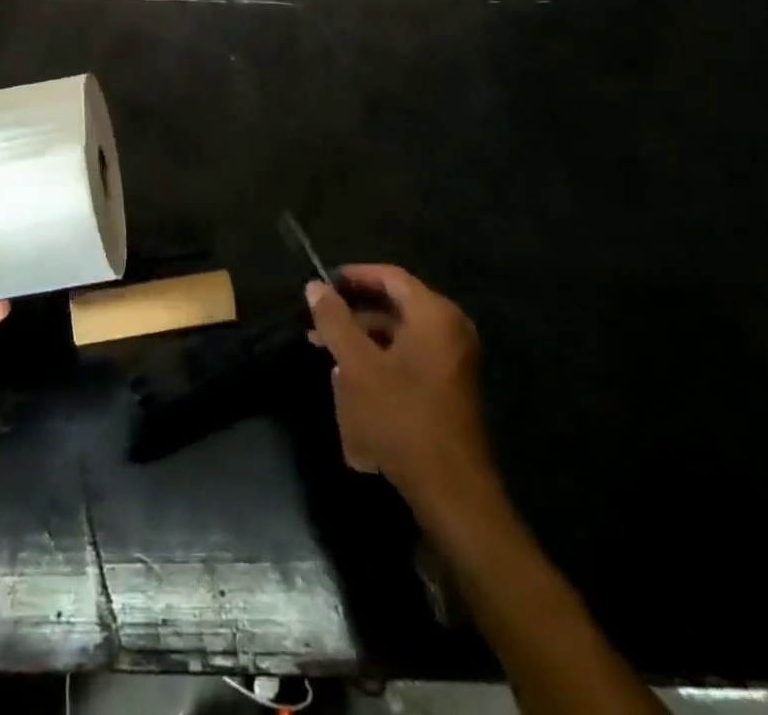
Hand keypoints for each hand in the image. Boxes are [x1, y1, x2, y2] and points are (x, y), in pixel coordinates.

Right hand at [307, 266, 494, 510]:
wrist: (451, 491)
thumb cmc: (401, 417)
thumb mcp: (357, 365)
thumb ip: (334, 320)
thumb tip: (315, 286)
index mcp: (434, 314)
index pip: (390, 277)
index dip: (354, 276)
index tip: (322, 284)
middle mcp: (450, 330)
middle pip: (395, 305)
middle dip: (353, 313)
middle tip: (318, 322)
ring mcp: (452, 361)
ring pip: (399, 335)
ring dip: (362, 339)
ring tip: (326, 352)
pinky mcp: (449, 389)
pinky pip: (409, 358)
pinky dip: (380, 360)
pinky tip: (351, 380)